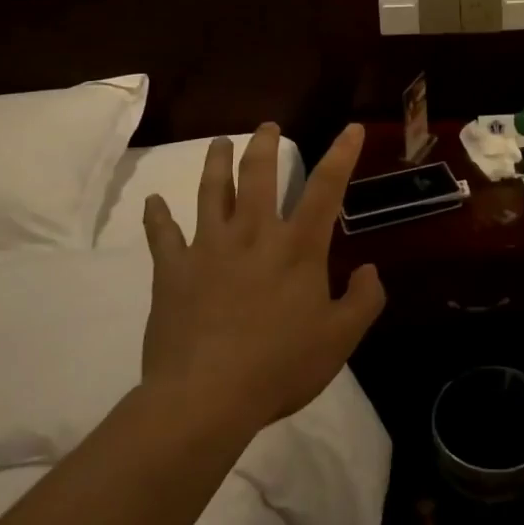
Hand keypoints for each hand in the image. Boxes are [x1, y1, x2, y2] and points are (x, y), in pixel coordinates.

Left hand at [140, 123, 383, 429]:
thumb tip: (370, 269)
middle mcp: (253, 234)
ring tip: (218, 143)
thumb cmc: (280, 366)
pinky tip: (153, 202)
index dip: (342, 154)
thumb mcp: (340, 339)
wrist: (206, 398)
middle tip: (267, 126)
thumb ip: (364, 300)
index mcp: (297, 246)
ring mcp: (209, 248)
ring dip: (215, 163)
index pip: (327, 188)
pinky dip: (157, 217)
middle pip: (258, 175)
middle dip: (265, 145)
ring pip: (211, 192)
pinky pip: (162, 236)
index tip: (352, 128)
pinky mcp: (173, 271)